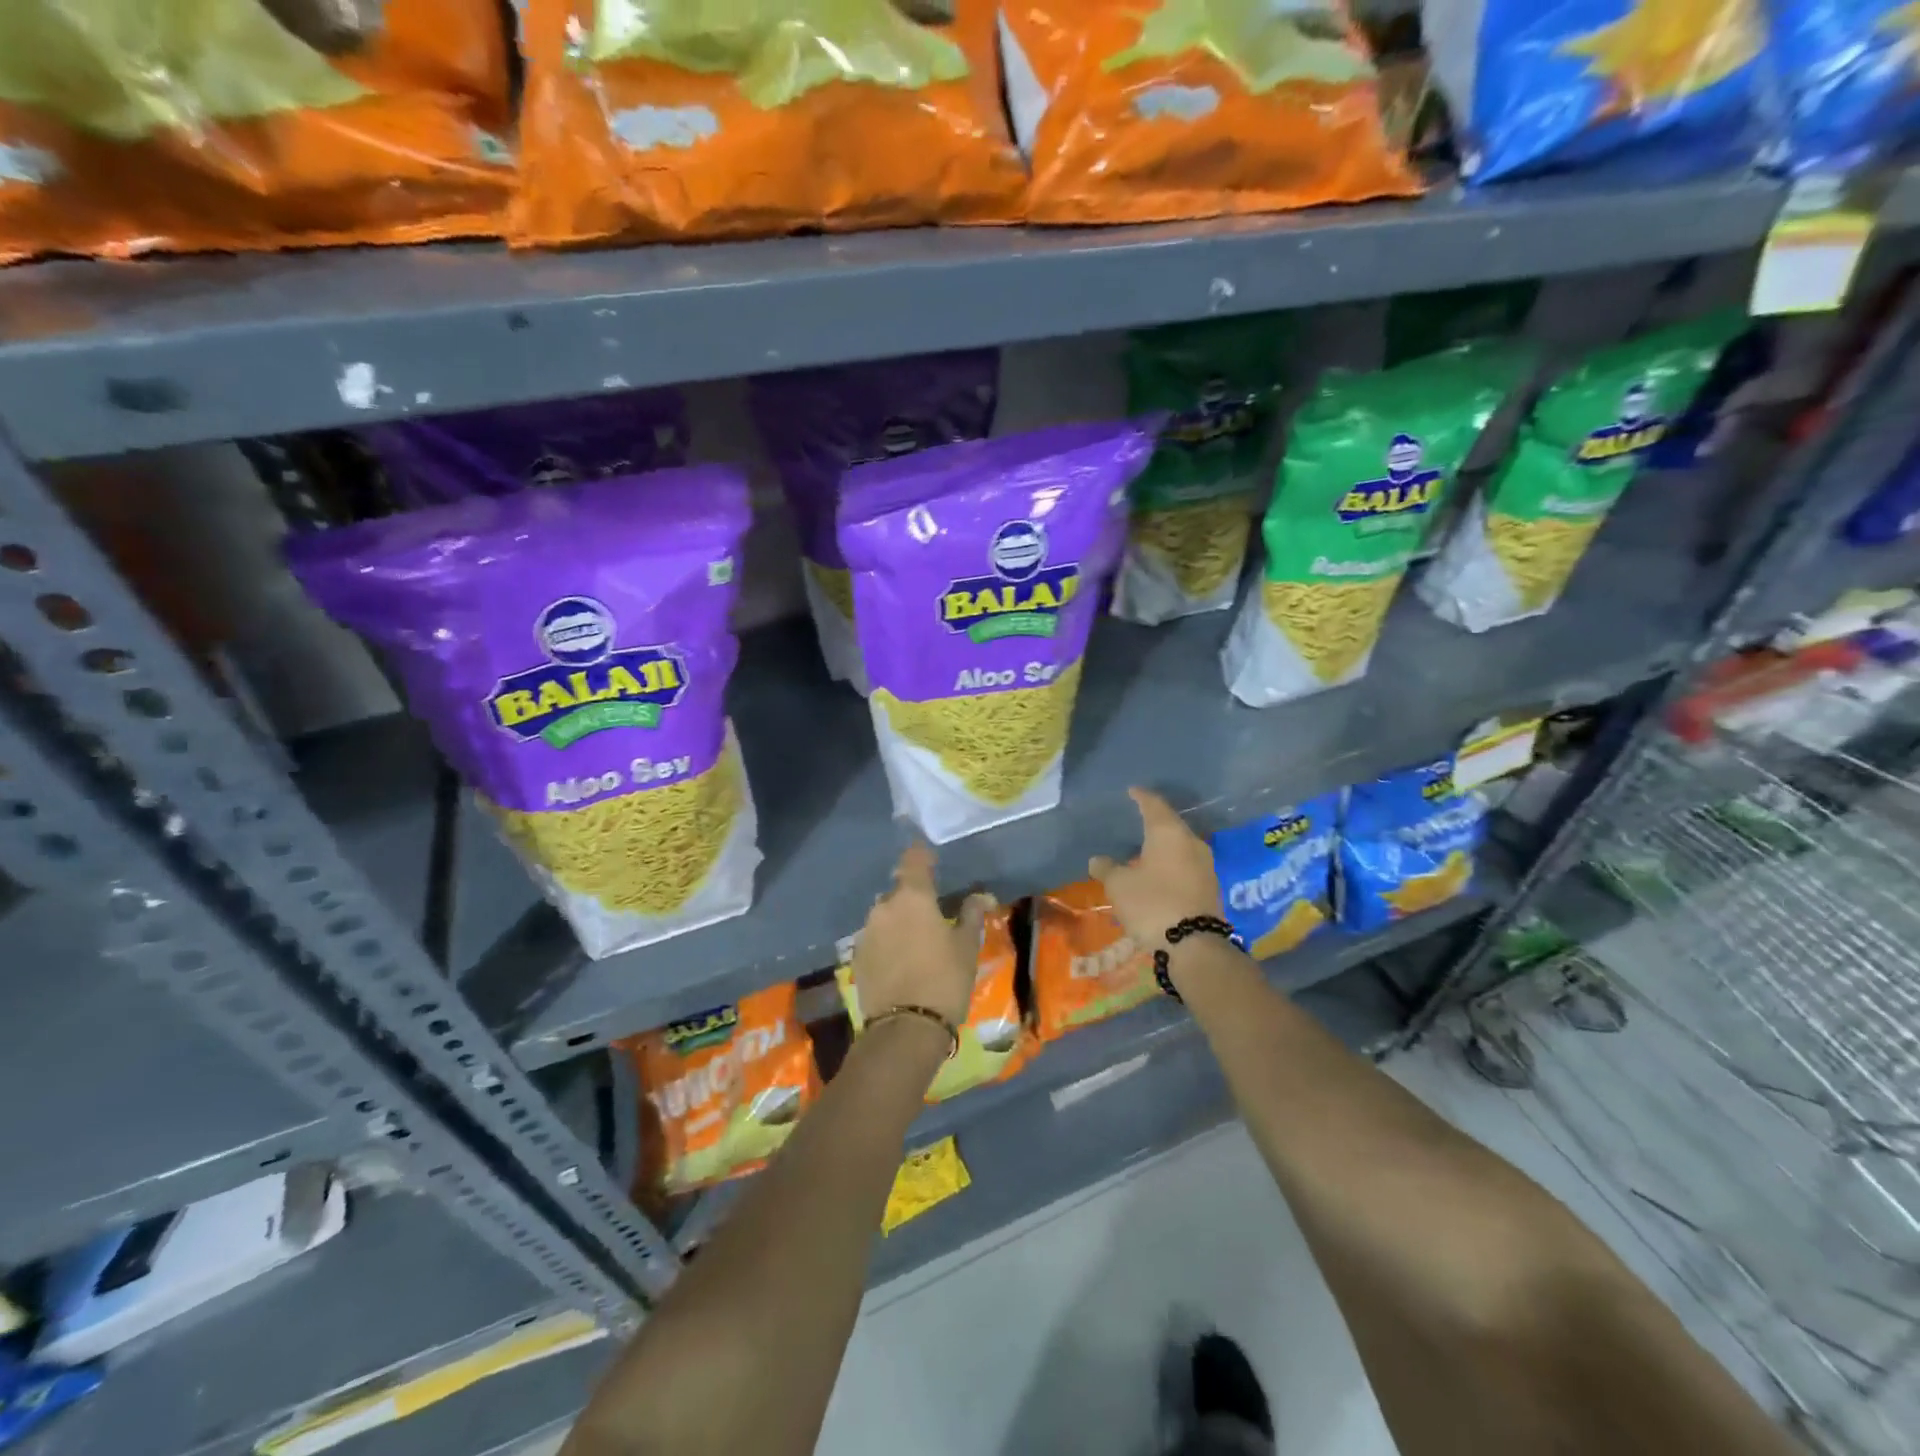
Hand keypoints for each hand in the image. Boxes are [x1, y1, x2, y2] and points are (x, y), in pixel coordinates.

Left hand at [851, 844, 990, 1030]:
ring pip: (885, 914)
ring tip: (917, 939)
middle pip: (898, 890)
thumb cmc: (944, 980)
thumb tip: (981, 895)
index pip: (914, 859)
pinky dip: (888, 941)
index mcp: (913, 897)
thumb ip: (971, 915)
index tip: (933, 860)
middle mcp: (884, 907)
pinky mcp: (857, 957)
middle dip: (912, 896)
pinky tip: (901, 960)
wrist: (905, 1029)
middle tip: (931, 911)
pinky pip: (875, 937)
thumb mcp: (966, 947)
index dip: (923, 856)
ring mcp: (867, 932)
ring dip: (898, 919)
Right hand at [1090, 788, 1223, 948]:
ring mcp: (1205, 865)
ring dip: (1164, 846)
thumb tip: (1097, 859)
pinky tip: (1160, 873)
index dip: (1141, 797)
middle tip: (1138, 819)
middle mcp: (1191, 842)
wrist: (1194, 945)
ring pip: (1181, 846)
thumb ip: (1107, 868)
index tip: (1132, 791)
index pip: (1154, 805)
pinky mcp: (1210, 887)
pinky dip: (1172, 865)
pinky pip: (1187, 866)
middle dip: (1154, 822)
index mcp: (1169, 833)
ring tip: (1146, 849)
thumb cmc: (1152, 903)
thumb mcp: (1119, 885)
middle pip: (1171, 825)